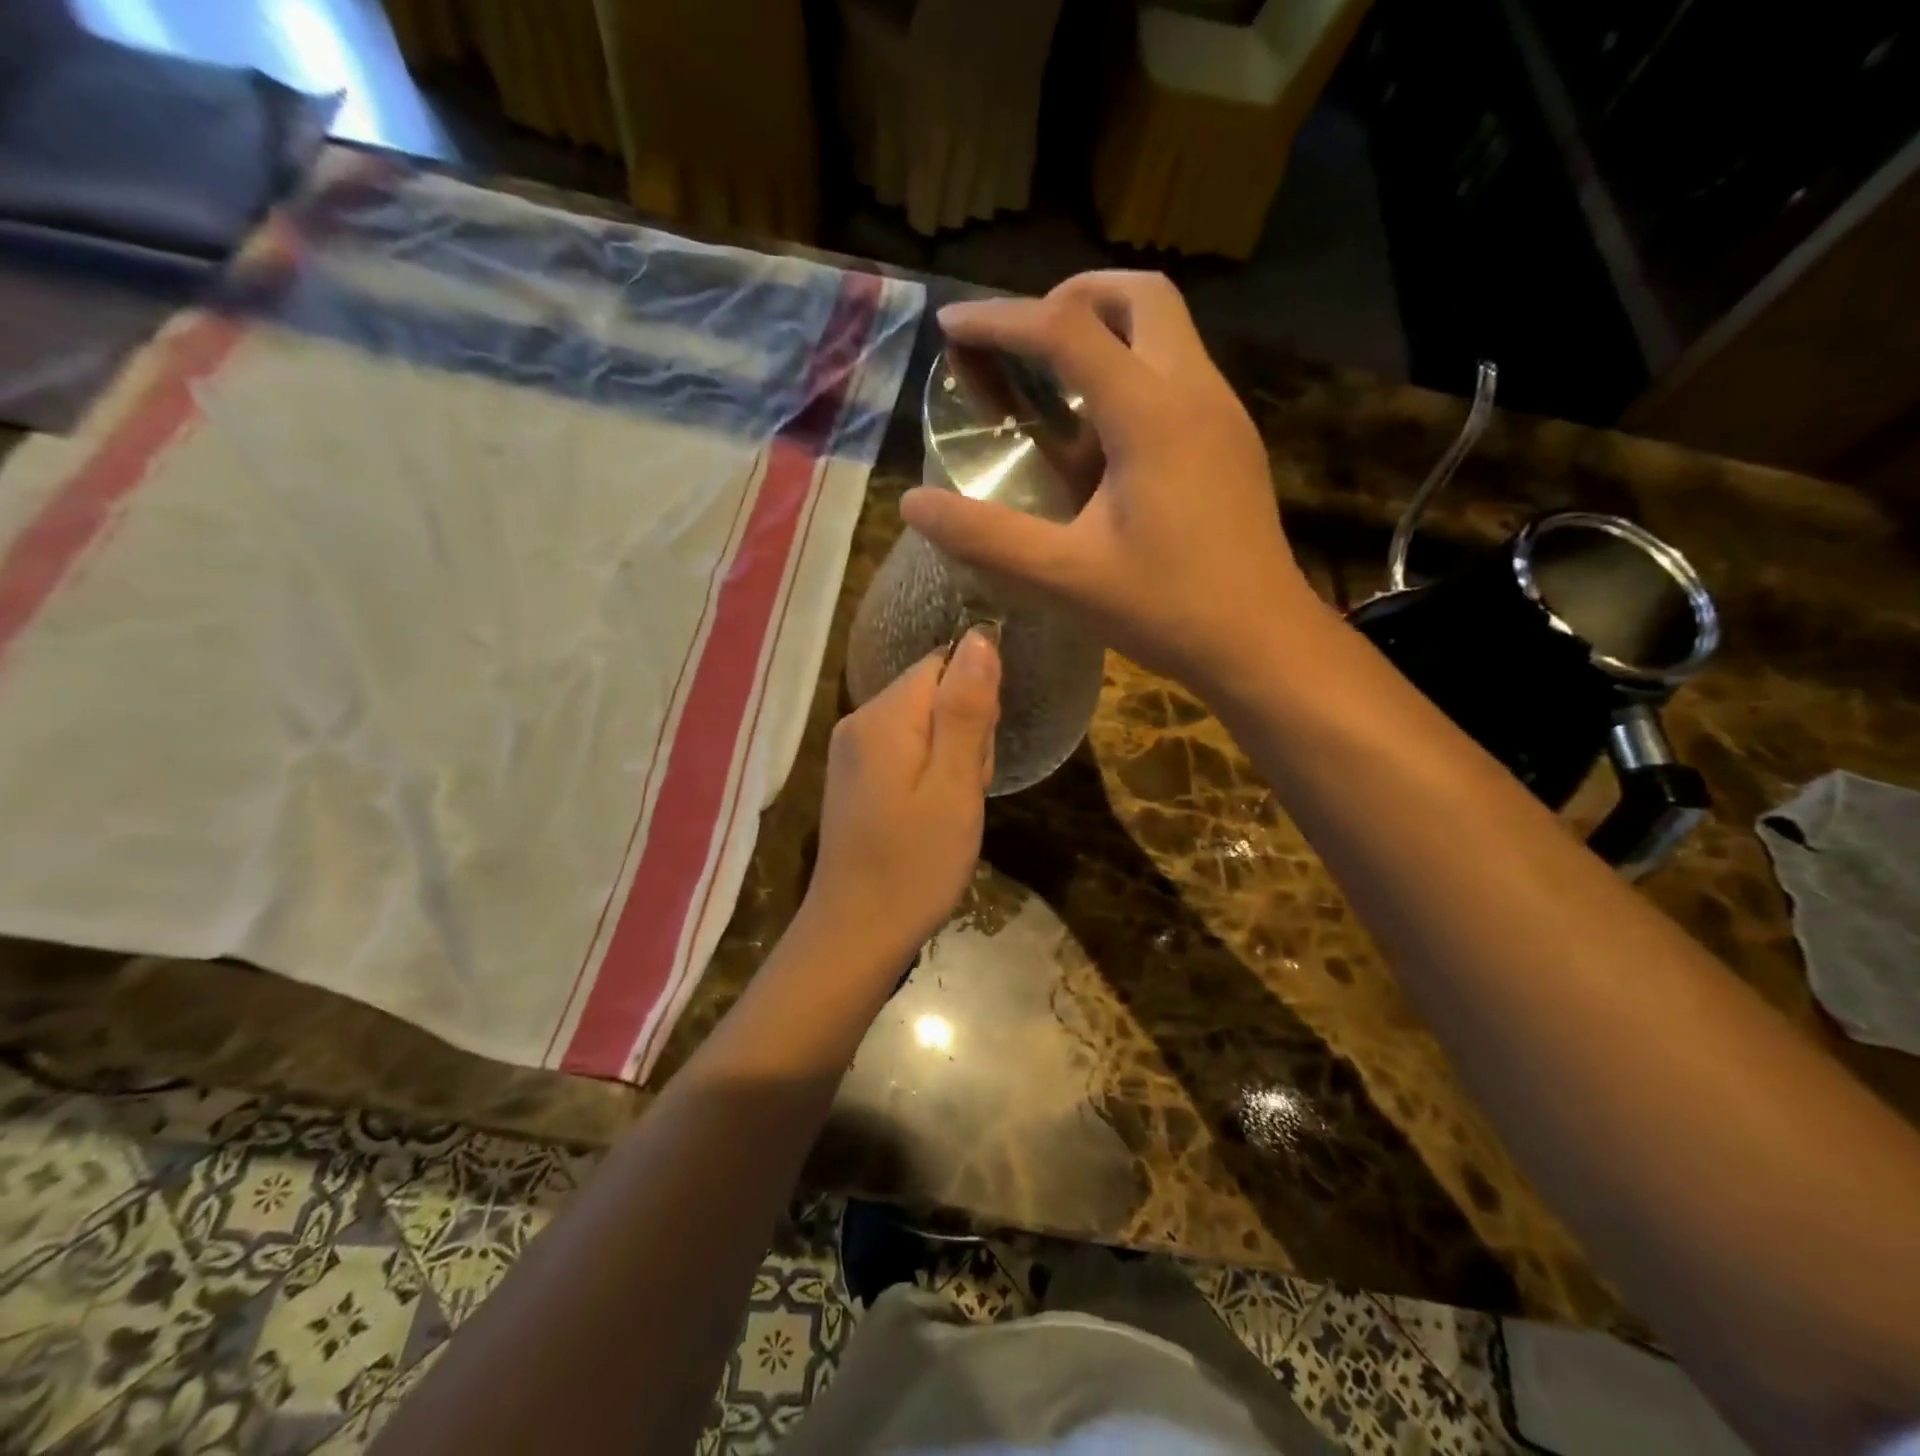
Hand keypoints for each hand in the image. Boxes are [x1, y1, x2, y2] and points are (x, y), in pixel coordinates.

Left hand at [803, 628, 1000, 959]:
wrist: (857, 932)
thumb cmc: (915, 863)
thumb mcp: (955, 785)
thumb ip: (966, 709)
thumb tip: (980, 636)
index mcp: (882, 716)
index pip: (943, 664)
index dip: (975, 702)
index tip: (977, 754)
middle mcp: (859, 721)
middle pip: (933, 694)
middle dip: (964, 735)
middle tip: (963, 792)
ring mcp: (851, 751)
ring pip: (924, 726)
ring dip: (951, 760)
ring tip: (948, 811)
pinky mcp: (855, 778)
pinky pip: (905, 752)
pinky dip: (929, 777)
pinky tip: (930, 817)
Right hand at [900, 271, 1322, 697]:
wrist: (1261, 643)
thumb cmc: (1167, 610)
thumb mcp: (1065, 577)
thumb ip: (986, 537)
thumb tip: (913, 505)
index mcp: (1151, 415)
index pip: (1067, 330)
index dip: (1002, 319)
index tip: (953, 327)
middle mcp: (1195, 392)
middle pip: (1141, 295)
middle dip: (1073, 295)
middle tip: (1024, 335)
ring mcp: (1223, 415)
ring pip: (1169, 330)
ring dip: (1108, 330)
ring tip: (1054, 381)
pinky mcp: (1232, 443)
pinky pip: (1180, 374)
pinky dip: (1133, 372)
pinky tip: (1103, 438)